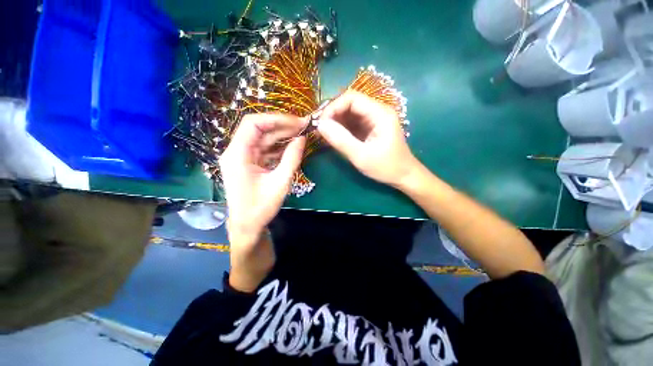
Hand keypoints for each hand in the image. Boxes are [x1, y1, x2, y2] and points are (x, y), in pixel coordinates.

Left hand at [219, 113, 305, 291]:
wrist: (247, 226)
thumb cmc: (261, 208)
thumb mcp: (280, 182)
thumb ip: (292, 158)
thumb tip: (302, 138)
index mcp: (237, 154)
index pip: (253, 123)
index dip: (276, 119)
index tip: (297, 122)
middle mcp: (237, 152)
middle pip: (259, 129)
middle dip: (282, 126)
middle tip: (304, 127)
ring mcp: (243, 158)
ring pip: (263, 139)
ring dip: (282, 136)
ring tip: (301, 134)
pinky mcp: (250, 164)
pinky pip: (265, 149)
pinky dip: (279, 147)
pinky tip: (292, 146)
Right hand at [317, 91, 418, 187]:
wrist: (403, 176)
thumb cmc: (385, 167)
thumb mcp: (361, 156)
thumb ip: (341, 140)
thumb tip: (320, 125)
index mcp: (380, 113)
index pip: (351, 98)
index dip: (333, 107)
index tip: (321, 124)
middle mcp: (377, 111)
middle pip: (350, 103)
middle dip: (332, 114)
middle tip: (320, 130)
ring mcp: (374, 119)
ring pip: (349, 113)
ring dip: (335, 121)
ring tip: (324, 134)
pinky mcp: (370, 127)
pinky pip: (352, 122)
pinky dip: (341, 128)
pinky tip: (334, 137)